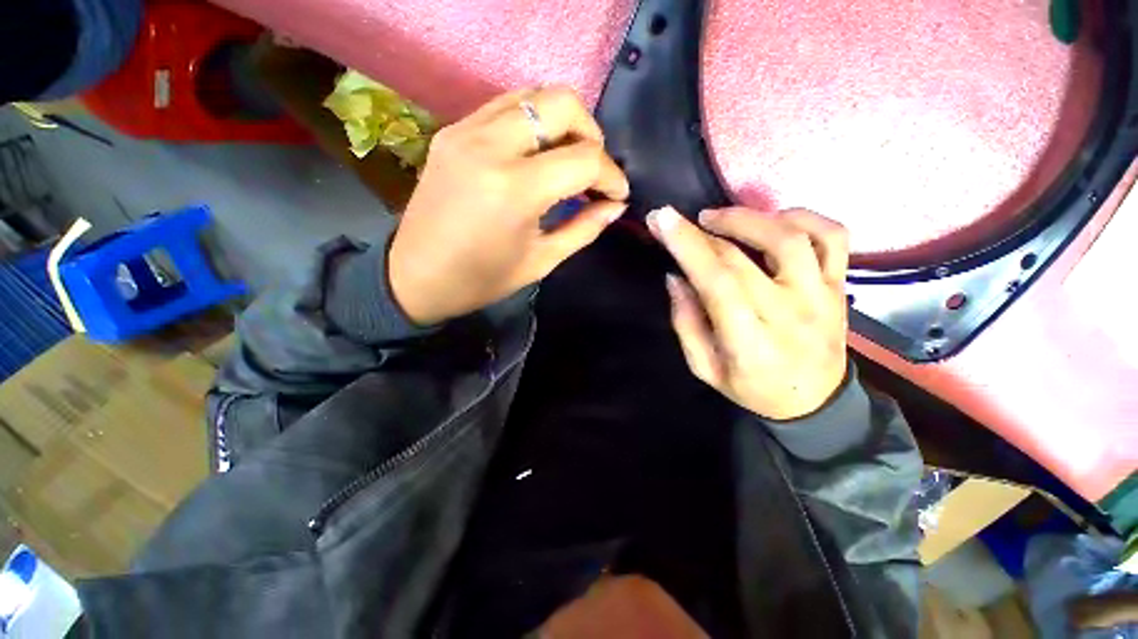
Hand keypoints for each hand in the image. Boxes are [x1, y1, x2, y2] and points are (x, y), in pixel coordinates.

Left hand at [388, 87, 629, 324]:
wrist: (416, 276)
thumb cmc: (482, 279)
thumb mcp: (542, 260)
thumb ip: (584, 228)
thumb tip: (615, 206)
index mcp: (516, 189)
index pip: (584, 159)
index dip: (611, 176)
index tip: (617, 195)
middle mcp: (491, 145)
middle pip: (562, 104)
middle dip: (592, 134)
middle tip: (594, 169)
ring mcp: (466, 130)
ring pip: (533, 95)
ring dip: (562, 122)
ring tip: (568, 158)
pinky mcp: (452, 130)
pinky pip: (504, 106)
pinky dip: (532, 121)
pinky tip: (536, 152)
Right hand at [649, 206, 849, 420]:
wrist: (814, 402)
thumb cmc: (751, 387)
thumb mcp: (704, 367)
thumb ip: (686, 322)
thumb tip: (676, 276)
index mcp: (750, 342)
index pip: (718, 282)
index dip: (688, 247)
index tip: (662, 219)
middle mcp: (790, 313)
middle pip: (743, 257)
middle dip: (701, 231)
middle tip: (677, 220)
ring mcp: (821, 296)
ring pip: (790, 238)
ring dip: (747, 218)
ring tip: (716, 218)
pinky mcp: (840, 285)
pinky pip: (832, 237)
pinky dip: (802, 217)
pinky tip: (772, 221)